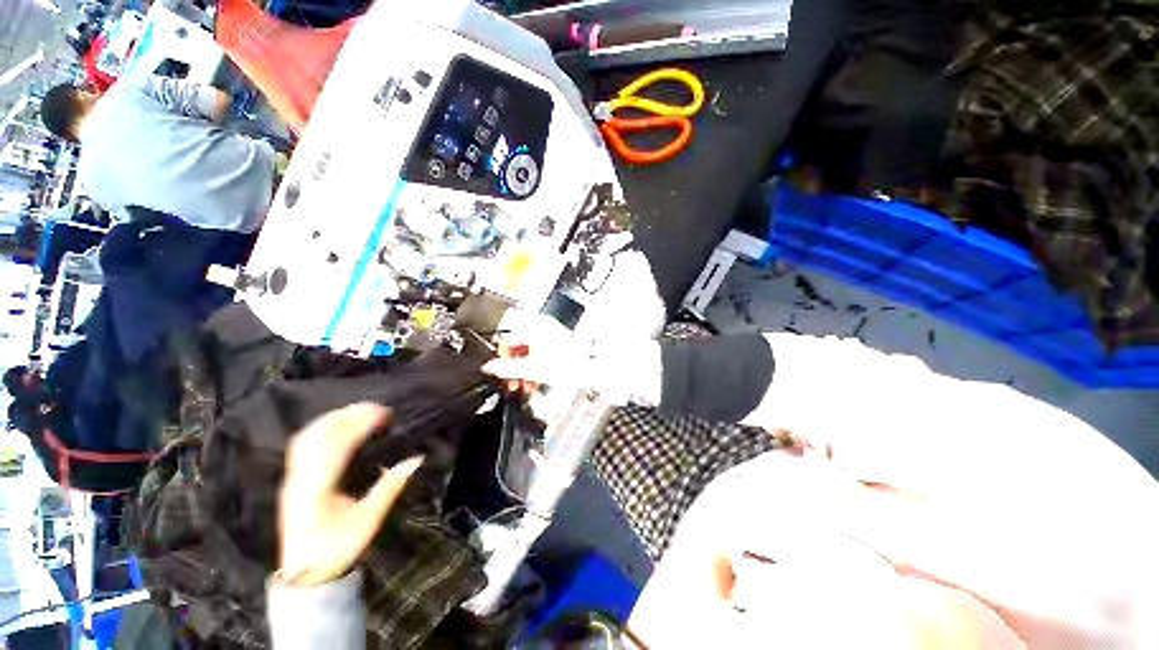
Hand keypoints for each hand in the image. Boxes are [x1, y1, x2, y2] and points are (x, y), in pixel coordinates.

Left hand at [278, 403, 422, 586]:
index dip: (360, 424)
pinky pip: (303, 444)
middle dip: (348, 415)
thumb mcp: (368, 522)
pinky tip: (338, 425)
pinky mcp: (292, 480)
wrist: (304, 575)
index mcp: (318, 490)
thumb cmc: (338, 549)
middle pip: (320, 435)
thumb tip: (416, 459)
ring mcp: (293, 478)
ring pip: (308, 437)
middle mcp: (300, 479)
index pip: (337, 446)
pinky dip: (322, 428)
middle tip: (377, 407)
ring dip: (335, 418)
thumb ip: (390, 488)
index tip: (384, 413)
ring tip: (360, 410)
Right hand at [482, 311, 587, 393]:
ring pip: (529, 350)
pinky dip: (536, 365)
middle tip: (514, 381)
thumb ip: (506, 368)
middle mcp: (541, 325)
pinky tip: (536, 380)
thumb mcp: (530, 369)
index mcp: (532, 326)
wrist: (590, 367)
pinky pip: (540, 351)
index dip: (503, 357)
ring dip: (525, 369)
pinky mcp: (558, 341)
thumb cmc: (567, 364)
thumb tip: (489, 367)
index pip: (507, 337)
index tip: (502, 371)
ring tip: (527, 385)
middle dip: (514, 366)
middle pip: (518, 345)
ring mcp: (551, 333)